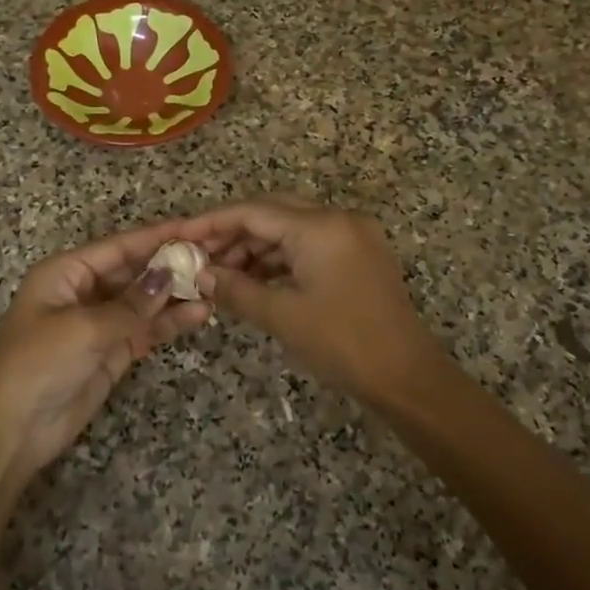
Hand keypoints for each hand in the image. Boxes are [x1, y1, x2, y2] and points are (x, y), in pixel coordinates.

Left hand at [0, 222, 212, 473]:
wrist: (13, 430)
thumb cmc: (39, 364)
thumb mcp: (83, 328)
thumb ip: (131, 305)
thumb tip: (169, 276)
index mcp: (65, 273)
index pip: (117, 247)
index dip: (155, 237)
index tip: (193, 228)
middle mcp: (83, 292)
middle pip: (132, 271)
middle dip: (170, 265)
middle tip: (212, 257)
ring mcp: (98, 323)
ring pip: (143, 301)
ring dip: (175, 295)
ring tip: (214, 286)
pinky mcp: (111, 352)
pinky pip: (145, 329)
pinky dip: (169, 323)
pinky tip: (199, 314)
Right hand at [177, 198, 449, 406]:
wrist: (408, 378)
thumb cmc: (344, 344)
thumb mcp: (283, 316)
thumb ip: (236, 290)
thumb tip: (200, 276)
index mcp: (320, 226)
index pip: (253, 211)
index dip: (212, 222)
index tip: (180, 236)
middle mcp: (338, 219)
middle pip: (272, 213)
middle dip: (232, 234)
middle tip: (197, 256)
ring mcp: (352, 236)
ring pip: (290, 231)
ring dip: (255, 249)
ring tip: (220, 275)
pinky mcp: (359, 256)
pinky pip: (309, 246)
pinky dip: (279, 261)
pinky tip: (253, 281)